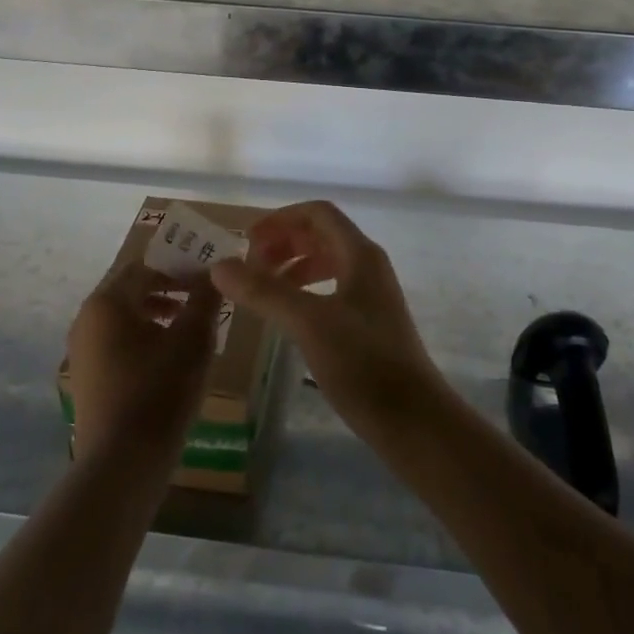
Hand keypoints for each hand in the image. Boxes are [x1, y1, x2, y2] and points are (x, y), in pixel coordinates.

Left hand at [66, 261, 223, 465]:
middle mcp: (86, 320)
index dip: (178, 267)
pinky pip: (116, 342)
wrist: (122, 464)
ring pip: (123, 317)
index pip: (145, 266)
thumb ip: (205, 299)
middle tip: (200, 298)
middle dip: (167, 288)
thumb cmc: (159, 390)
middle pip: (130, 290)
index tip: (207, 278)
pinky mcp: (86, 379)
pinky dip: (142, 338)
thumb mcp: (193, 339)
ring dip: (156, 313)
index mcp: (107, 302)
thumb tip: (214, 273)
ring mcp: (82, 352)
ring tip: (188, 327)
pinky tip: (168, 358)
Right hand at [211, 201, 446, 438]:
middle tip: (249, 266)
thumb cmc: (363, 363)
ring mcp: (371, 294)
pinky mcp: (369, 322)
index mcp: (360, 254)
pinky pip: (331, 289)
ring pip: (326, 262)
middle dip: (283, 242)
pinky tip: (287, 315)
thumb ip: (264, 292)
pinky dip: (304, 291)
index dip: (280, 219)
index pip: (317, 213)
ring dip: (292, 266)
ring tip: (262, 289)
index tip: (247, 241)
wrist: (413, 420)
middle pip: (321, 235)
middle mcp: (368, 265)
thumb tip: (219, 265)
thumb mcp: (307, 323)